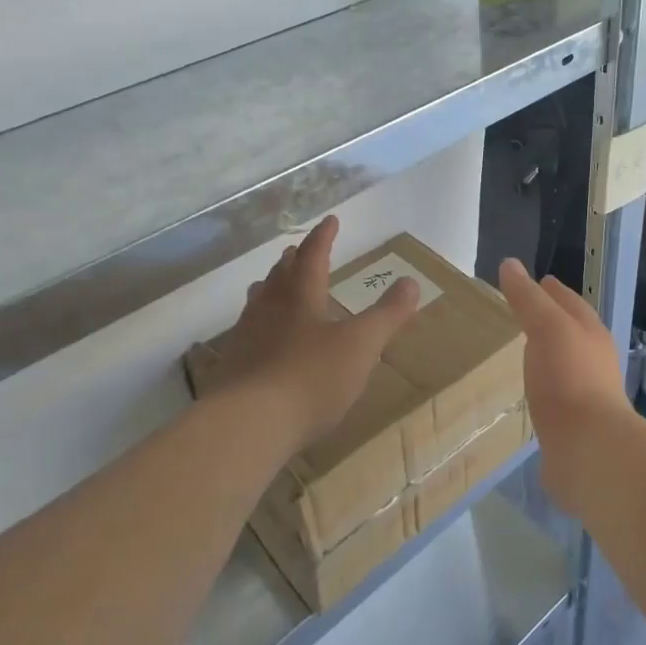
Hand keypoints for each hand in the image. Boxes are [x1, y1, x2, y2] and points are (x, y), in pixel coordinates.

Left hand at [216, 216, 419, 451]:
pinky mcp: (233, 366)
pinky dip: (260, 322)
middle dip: (294, 260)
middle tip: (299, 250)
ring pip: (259, 300)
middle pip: (281, 274)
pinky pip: (248, 331)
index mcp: (301, 296)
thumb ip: (387, 314)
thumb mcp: (361, 346)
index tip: (330, 220)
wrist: (248, 424)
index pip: (314, 256)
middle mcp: (269, 307)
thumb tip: (411, 282)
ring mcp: (246, 336)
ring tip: (274, 284)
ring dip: (271, 287)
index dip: (324, 237)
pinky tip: (262, 339)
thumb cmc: (311, 377)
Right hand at [497, 258, 631, 512]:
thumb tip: (510, 264)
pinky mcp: (576, 425)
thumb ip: (528, 299)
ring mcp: (587, 395)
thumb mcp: (547, 328)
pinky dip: (545, 386)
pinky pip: (557, 396)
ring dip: (548, 355)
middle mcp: (595, 361)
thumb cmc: (569, 380)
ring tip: (524, 351)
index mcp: (591, 333)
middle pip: (572, 332)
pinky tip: (531, 392)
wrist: (589, 450)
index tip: (536, 281)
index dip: (552, 290)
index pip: (571, 302)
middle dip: (552, 320)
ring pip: (566, 364)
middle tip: (524, 312)